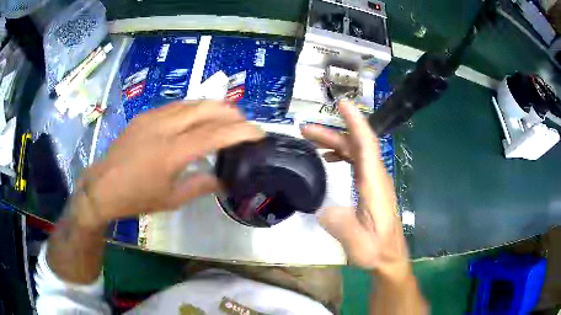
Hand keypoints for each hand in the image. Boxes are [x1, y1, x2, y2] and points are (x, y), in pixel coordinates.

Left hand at [79, 100, 263, 224]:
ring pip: (191, 102)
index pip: (215, 134)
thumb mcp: (171, 200)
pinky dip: (194, 109)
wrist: (103, 185)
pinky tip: (197, 118)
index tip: (259, 132)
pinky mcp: (145, 115)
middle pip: (206, 108)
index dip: (241, 131)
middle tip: (243, 123)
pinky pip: (176, 106)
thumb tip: (221, 179)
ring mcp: (153, 117)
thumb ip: (200, 186)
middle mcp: (164, 128)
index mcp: (172, 153)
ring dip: (213, 107)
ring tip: (225, 117)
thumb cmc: (136, 197)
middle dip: (231, 112)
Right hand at [301, 100, 409, 279]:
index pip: (367, 144)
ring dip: (335, 142)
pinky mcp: (371, 187)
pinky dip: (341, 154)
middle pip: (357, 144)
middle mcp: (376, 176)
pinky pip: (356, 162)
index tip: (342, 104)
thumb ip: (342, 225)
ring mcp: (374, 181)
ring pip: (356, 152)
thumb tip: (322, 209)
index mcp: (374, 183)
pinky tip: (328, 160)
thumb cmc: (376, 250)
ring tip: (311, 140)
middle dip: (332, 133)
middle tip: (305, 129)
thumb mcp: (358, 244)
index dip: (355, 121)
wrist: (389, 256)